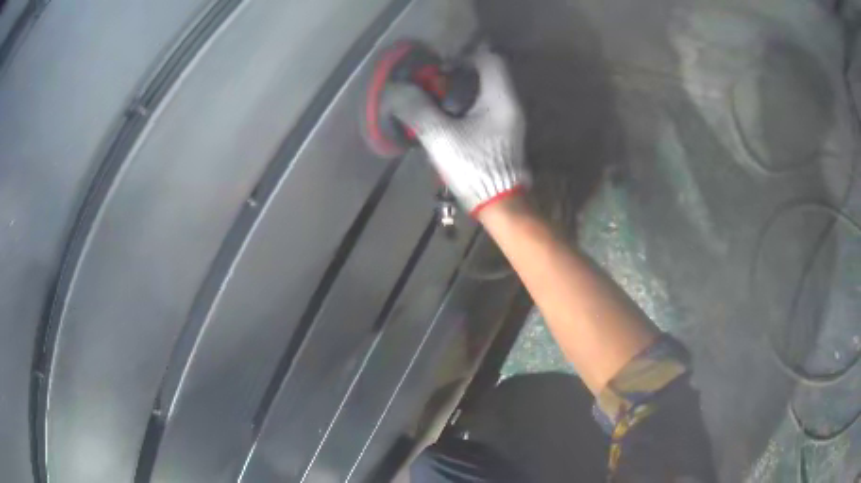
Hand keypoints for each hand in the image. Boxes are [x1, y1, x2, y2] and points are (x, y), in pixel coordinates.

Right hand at [388, 50, 529, 214]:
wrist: (499, 203)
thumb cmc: (473, 166)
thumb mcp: (440, 137)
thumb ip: (418, 109)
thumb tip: (396, 90)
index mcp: (501, 98)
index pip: (489, 59)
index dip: (465, 56)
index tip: (442, 67)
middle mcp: (510, 104)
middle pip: (487, 74)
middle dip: (460, 74)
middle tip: (435, 83)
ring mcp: (509, 120)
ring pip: (486, 92)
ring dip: (462, 90)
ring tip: (437, 99)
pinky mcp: (504, 133)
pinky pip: (486, 108)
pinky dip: (468, 105)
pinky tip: (449, 117)